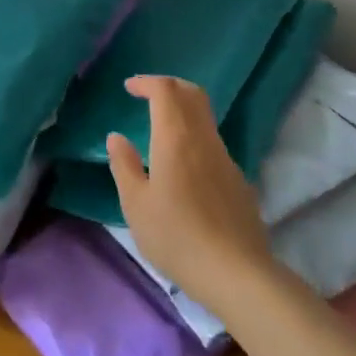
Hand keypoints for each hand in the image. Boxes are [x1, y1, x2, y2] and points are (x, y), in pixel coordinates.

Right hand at [107, 75, 272, 311]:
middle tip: (148, 95)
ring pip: (205, 118)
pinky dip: (195, 137)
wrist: (236, 272)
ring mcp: (226, 159)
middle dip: (169, 86)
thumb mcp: (135, 204)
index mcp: (175, 138)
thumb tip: (117, 137)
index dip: (147, 82)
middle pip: (192, 94)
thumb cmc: (176, 236)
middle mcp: (204, 139)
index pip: (165, 90)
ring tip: (161, 131)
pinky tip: (183, 167)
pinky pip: (213, 144)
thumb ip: (124, 165)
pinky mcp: (238, 180)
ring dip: (183, 111)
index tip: (130, 88)